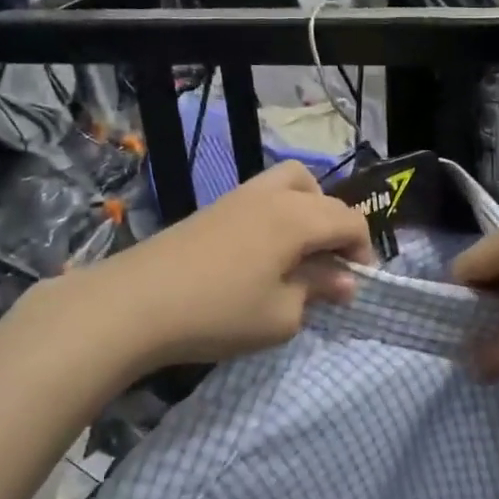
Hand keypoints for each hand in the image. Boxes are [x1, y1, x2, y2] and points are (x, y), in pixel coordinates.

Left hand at [91, 162, 372, 369]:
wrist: (135, 303)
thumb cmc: (218, 312)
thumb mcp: (281, 315)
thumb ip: (317, 291)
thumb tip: (343, 280)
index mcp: (297, 218)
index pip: (349, 220)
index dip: (363, 251)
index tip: (355, 284)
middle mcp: (273, 196)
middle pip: (324, 197)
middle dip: (338, 229)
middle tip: (330, 267)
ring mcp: (239, 197)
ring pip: (291, 183)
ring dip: (309, 210)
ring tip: (300, 251)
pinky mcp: (214, 208)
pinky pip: (264, 196)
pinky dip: (279, 214)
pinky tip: (263, 253)